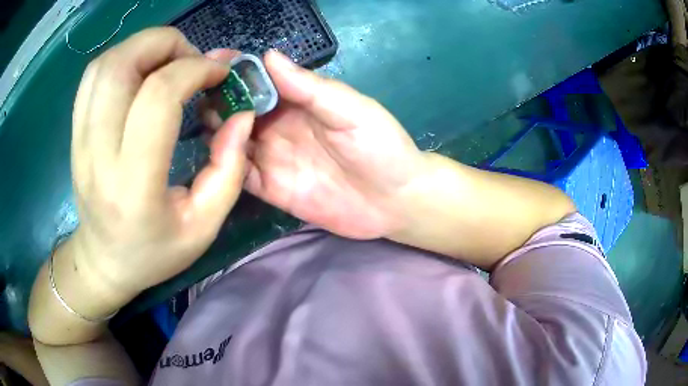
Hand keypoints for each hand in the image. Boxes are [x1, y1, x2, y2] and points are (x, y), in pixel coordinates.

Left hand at [69, 28, 253, 300]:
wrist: (103, 262)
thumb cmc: (154, 252)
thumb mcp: (204, 226)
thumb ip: (230, 168)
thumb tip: (241, 114)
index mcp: (133, 185)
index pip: (156, 97)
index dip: (194, 69)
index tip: (219, 73)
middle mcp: (98, 155)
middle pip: (121, 65)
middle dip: (166, 44)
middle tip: (192, 61)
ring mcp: (80, 140)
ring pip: (104, 64)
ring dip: (143, 47)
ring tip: (168, 63)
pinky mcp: (74, 133)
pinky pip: (93, 77)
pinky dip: (122, 59)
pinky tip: (141, 73)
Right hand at [205, 50, 426, 238]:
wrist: (395, 201)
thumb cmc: (381, 148)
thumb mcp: (351, 110)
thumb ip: (309, 87)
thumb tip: (269, 56)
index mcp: (298, 102)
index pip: (259, 80)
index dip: (235, 70)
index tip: (210, 62)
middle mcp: (279, 126)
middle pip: (237, 109)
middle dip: (216, 100)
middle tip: (194, 97)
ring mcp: (272, 158)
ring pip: (232, 141)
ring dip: (214, 131)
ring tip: (195, 123)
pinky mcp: (271, 188)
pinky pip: (239, 175)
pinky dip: (224, 165)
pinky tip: (211, 157)